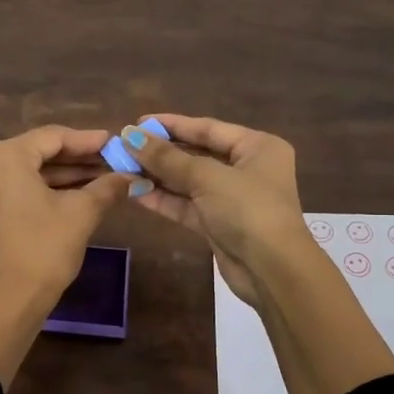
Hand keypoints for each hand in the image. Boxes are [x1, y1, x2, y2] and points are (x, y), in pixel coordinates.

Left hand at [0, 127, 132, 385]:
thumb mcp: (81, 214)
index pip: (54, 137)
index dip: (89, 140)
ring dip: (67, 175)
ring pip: (32, 171)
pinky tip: (81, 193)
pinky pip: (21, 188)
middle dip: (80, 158)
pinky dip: (49, 189)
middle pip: (41, 152)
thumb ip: (106, 187)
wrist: (6, 303)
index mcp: (5, 156)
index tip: (117, 143)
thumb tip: (130, 176)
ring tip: (106, 177)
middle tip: (115, 160)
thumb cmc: (43, 250)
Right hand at [120, 114, 313, 306]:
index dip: (172, 124)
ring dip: (157, 176)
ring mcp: (231, 198)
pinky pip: (186, 205)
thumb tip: (129, 137)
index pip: (208, 128)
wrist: (272, 270)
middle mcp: (246, 169)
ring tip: (122, 168)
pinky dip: (163, 199)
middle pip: (196, 154)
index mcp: (256, 147)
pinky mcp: (217, 224)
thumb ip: (167, 158)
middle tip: (124, 147)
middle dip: (160, 152)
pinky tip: (134, 191)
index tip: (138, 122)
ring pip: (188, 181)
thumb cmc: (248, 210)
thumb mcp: (207, 178)